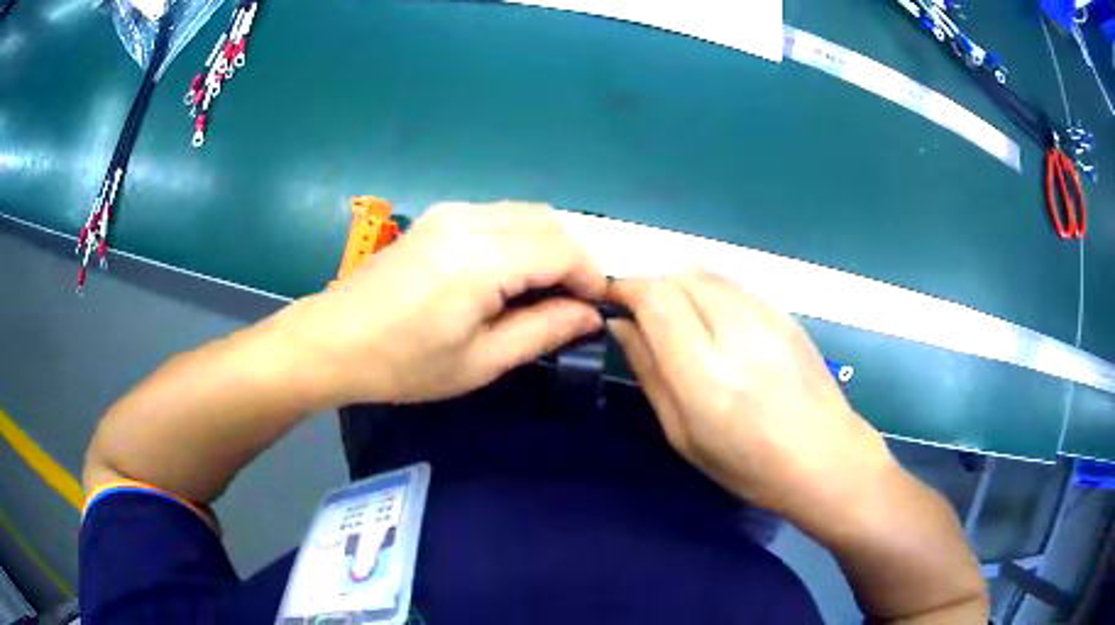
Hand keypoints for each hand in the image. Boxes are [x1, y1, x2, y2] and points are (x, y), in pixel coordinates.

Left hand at [281, 202, 606, 404]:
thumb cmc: (404, 364)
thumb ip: (543, 330)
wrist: (333, 341)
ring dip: (547, 246)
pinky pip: (498, 216)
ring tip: (543, 291)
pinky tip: (509, 274)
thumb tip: (589, 315)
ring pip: (525, 214)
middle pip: (549, 221)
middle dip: (573, 258)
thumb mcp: (480, 361)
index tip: (596, 309)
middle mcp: (470, 220)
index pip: (563, 249)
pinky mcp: (437, 216)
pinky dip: (520, 238)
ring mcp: (450, 212)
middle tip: (571, 303)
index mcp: (482, 259)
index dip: (590, 277)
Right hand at [608, 269, 894, 518]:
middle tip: (643, 316)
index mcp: (706, 374)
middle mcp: (737, 331)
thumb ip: (649, 372)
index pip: (656, 298)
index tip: (612, 300)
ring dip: (680, 286)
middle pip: (679, 275)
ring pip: (706, 273)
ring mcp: (767, 315)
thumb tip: (622, 326)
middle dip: (651, 286)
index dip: (625, 288)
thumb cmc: (747, 463)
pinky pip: (733, 284)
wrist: (825, 456)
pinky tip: (716, 325)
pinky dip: (710, 292)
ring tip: (679, 321)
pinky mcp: (785, 312)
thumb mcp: (683, 433)